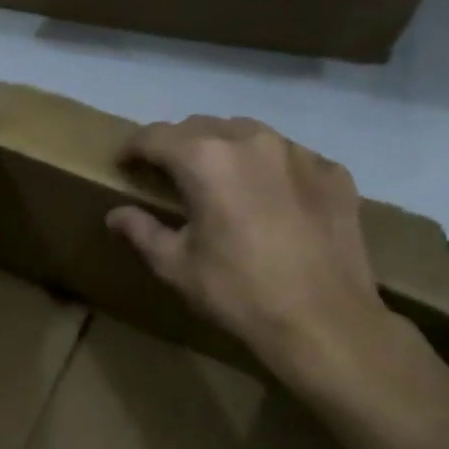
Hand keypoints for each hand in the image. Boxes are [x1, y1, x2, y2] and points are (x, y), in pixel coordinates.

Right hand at [107, 116, 396, 389]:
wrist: (324, 322)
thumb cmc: (237, 293)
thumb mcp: (176, 266)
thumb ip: (141, 231)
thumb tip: (116, 215)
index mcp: (205, 160)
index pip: (155, 136)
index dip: (132, 148)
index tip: (124, 164)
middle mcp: (252, 140)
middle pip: (201, 126)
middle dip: (177, 145)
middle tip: (168, 175)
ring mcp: (299, 153)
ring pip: (248, 134)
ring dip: (224, 149)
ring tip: (219, 181)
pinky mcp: (333, 172)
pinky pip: (289, 156)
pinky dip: (268, 168)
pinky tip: (269, 200)